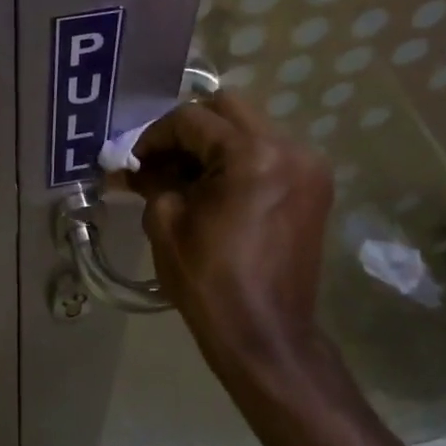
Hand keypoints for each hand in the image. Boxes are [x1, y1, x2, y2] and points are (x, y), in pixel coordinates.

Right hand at [126, 92, 336, 394]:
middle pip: (227, 109)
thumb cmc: (210, 281)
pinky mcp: (314, 186)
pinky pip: (270, 151)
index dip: (155, 135)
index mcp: (252, 154)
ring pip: (251, 127)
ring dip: (214, 142)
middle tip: (161, 159)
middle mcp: (289, 147)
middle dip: (188, 129)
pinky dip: (240, 158)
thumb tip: (130, 165)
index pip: (192, 119)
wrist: (266, 335)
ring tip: (186, 175)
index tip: (134, 160)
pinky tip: (217, 186)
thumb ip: (151, 179)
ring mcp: (308, 165)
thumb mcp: (166, 223)